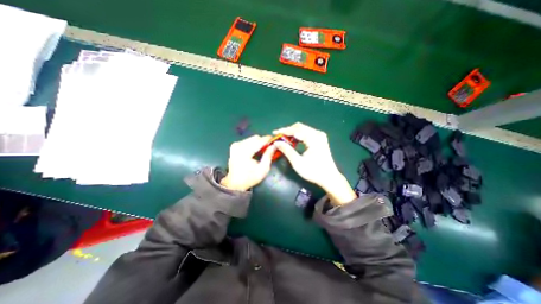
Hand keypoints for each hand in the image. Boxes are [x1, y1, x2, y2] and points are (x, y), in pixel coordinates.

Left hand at [220, 134, 275, 189]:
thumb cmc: (250, 178)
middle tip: (268, 149)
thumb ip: (268, 155)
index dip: (268, 139)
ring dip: (258, 143)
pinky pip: (247, 140)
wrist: (235, 183)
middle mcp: (238, 146)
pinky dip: (252, 144)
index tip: (275, 141)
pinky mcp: (234, 146)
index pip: (259, 141)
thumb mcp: (263, 169)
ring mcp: (235, 145)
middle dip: (263, 142)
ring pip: (251, 138)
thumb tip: (274, 145)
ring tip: (261, 151)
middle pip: (255, 138)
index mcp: (244, 152)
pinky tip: (254, 152)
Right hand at [275, 122, 354, 205]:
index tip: (274, 133)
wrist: (329, 177)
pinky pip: (307, 132)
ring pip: (303, 129)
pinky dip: (298, 135)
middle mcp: (318, 134)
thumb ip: (287, 150)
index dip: (284, 130)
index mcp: (313, 138)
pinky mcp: (320, 139)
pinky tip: (293, 140)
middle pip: (299, 127)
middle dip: (288, 131)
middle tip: (278, 137)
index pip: (296, 130)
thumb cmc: (313, 171)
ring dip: (293, 132)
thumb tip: (276, 142)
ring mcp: (320, 135)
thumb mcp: (297, 162)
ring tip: (284, 139)